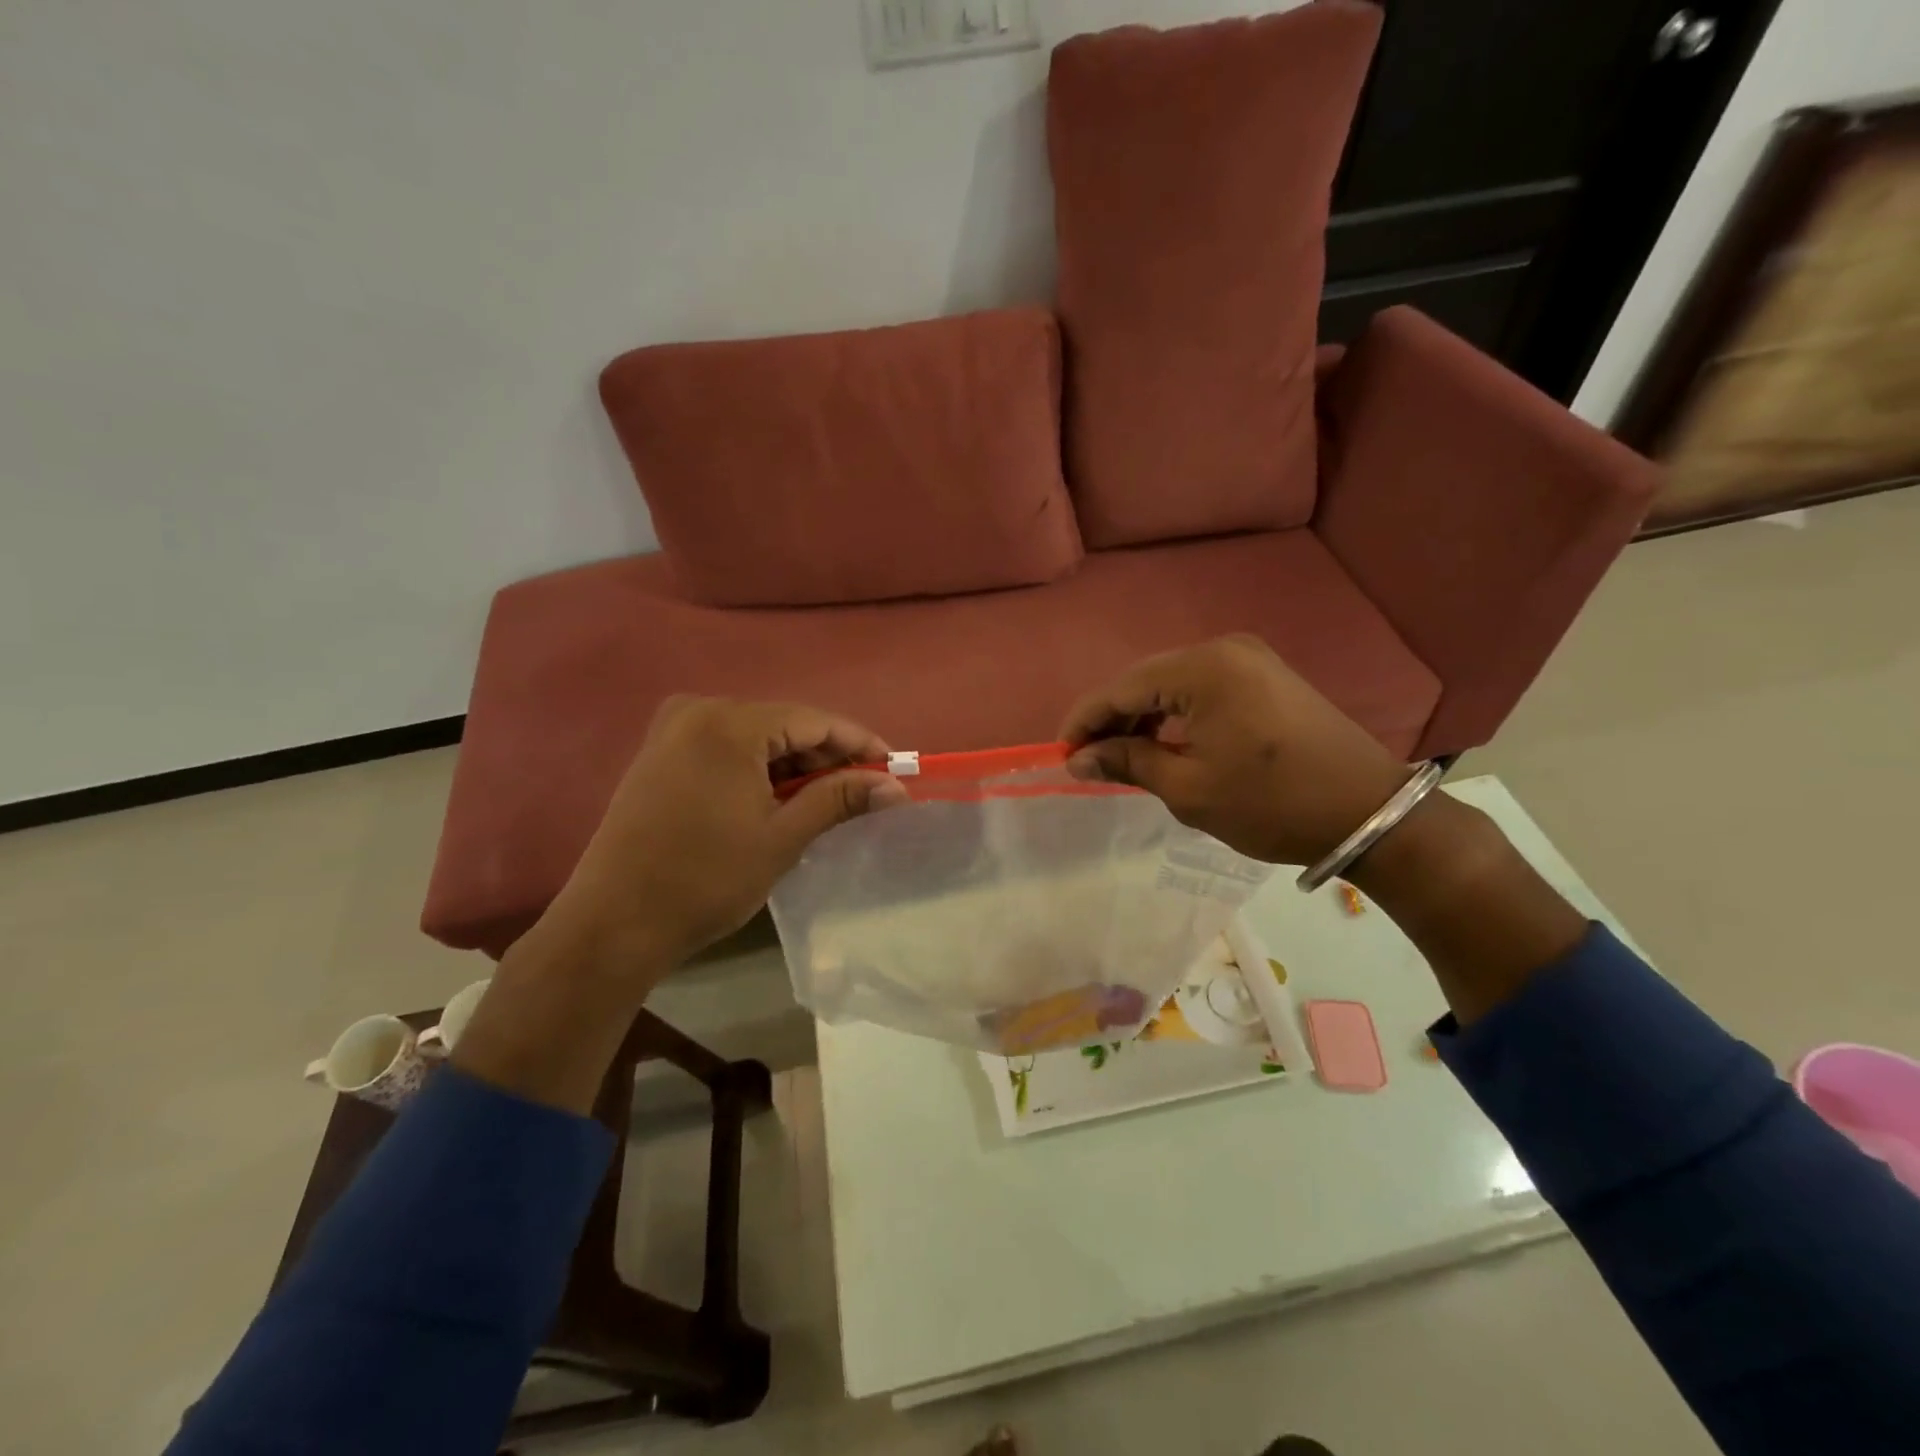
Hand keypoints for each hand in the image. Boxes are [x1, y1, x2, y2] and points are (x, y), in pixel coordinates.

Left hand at [551, 696, 908, 972]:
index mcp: (729, 723)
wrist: (613, 924)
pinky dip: (760, 769)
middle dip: (827, 756)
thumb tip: (894, 787)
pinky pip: (727, 748)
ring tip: (829, 798)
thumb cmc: (705, 879)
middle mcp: (698, 711)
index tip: (894, 767)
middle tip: (865, 789)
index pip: (813, 720)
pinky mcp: (660, 755)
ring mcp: (673, 731)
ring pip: (756, 737)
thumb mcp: (782, 837)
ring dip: (795, 765)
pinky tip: (781, 797)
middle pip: (784, 724)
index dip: (859, 743)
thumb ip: (839, 799)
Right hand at [1058, 634, 1408, 867]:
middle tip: (1087, 757)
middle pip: (1145, 679)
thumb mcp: (1189, 789)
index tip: (1061, 753)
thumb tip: (1078, 759)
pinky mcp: (1265, 675)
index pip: (1122, 688)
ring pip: (1172, 682)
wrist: (1368, 812)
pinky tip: (1163, 740)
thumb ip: (1127, 762)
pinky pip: (1201, 687)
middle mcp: (1224, 649)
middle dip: (1112, 718)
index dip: (1085, 720)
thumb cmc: (1271, 803)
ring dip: (1142, 715)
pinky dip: (1175, 712)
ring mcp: (1249, 659)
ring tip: (1120, 754)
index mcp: (1203, 669)